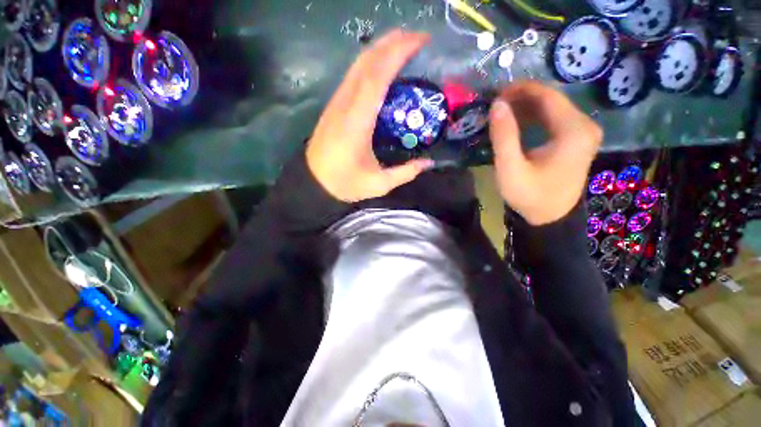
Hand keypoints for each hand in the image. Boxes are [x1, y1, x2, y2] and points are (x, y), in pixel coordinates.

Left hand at [306, 30, 434, 202]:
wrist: (314, 182)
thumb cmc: (345, 183)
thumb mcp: (379, 184)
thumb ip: (405, 173)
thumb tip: (429, 163)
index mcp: (358, 122)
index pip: (377, 76)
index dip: (398, 53)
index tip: (420, 41)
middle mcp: (345, 105)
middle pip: (367, 62)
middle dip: (392, 43)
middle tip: (417, 38)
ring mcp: (337, 103)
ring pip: (357, 66)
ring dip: (380, 49)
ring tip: (402, 43)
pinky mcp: (334, 106)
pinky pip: (352, 76)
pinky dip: (369, 64)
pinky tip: (381, 65)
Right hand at [489, 82, 601, 225]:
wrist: (550, 217)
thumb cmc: (530, 195)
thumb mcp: (511, 168)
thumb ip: (504, 136)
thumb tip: (497, 104)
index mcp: (573, 131)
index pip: (548, 96)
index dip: (520, 90)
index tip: (496, 94)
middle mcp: (585, 126)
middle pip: (552, 100)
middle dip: (522, 98)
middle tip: (495, 104)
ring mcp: (584, 132)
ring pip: (553, 108)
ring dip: (526, 107)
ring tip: (502, 113)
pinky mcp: (577, 139)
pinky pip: (555, 119)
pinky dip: (534, 117)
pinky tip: (517, 123)